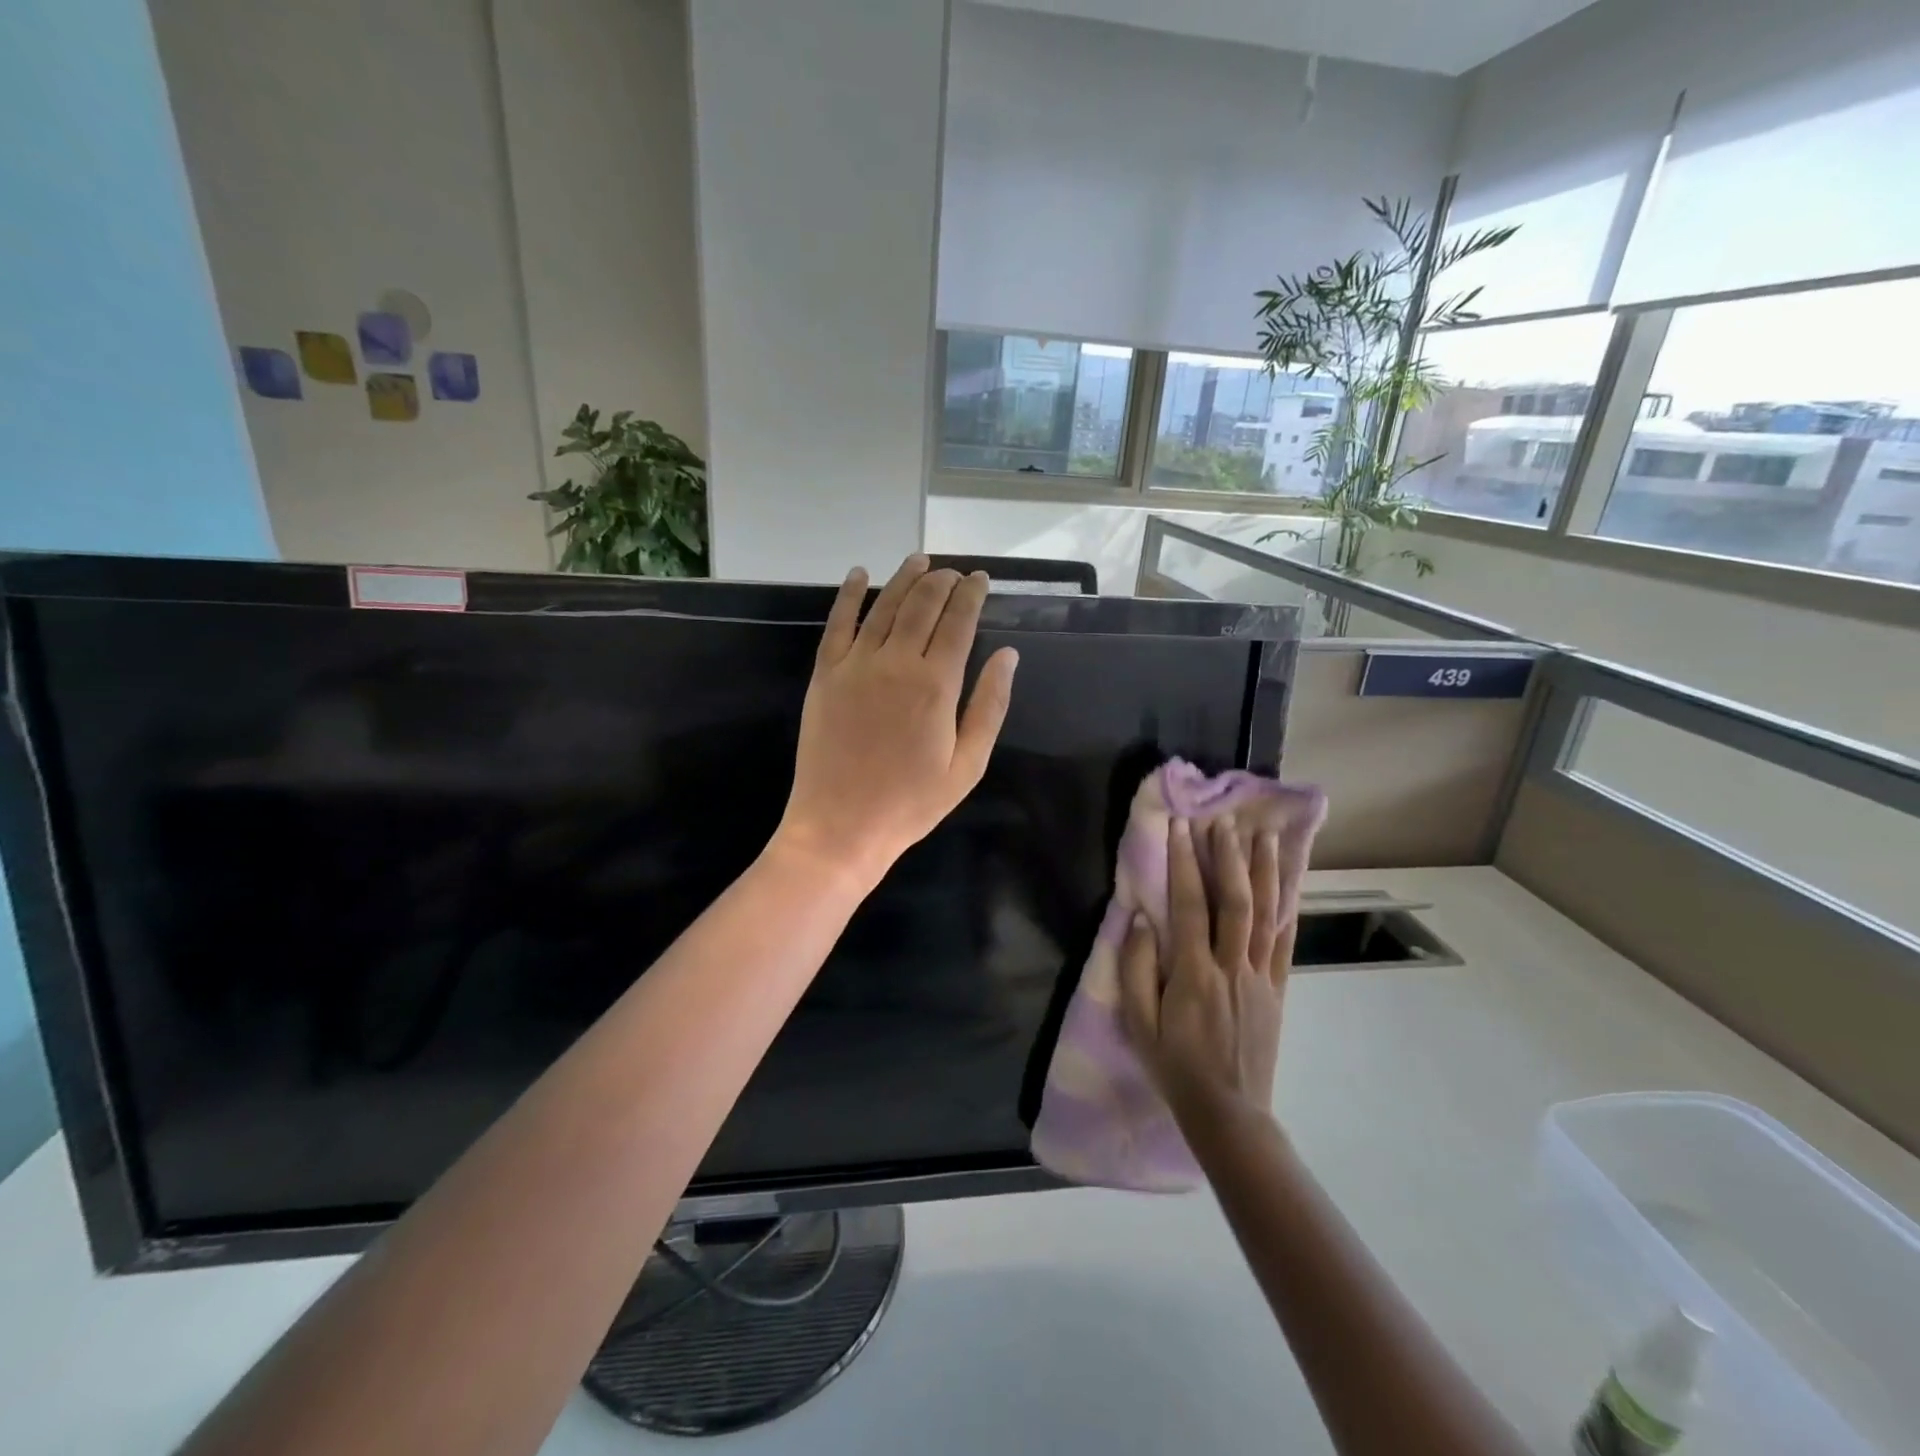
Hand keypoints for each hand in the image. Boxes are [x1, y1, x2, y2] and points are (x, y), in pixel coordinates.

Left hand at [773, 554, 1017, 889]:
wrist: (840, 826)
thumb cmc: (911, 803)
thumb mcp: (967, 765)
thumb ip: (989, 706)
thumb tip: (1008, 656)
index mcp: (936, 685)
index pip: (959, 622)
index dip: (971, 595)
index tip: (980, 579)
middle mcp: (896, 662)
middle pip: (922, 605)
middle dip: (942, 581)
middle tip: (953, 573)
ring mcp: (855, 665)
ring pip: (883, 606)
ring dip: (904, 578)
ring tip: (920, 560)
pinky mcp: (824, 675)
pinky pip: (837, 624)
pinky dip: (849, 595)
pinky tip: (859, 575)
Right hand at [1119, 817, 1293, 1128]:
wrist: (1229, 1113)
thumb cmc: (1175, 1067)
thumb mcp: (1139, 1023)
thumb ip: (1137, 969)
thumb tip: (1140, 919)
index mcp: (1194, 973)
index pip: (1189, 905)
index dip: (1184, 863)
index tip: (1181, 827)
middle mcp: (1232, 966)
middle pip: (1234, 901)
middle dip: (1228, 857)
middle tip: (1224, 821)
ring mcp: (1260, 977)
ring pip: (1266, 915)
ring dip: (1264, 872)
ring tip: (1264, 837)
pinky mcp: (1278, 990)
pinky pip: (1284, 943)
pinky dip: (1286, 909)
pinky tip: (1287, 885)